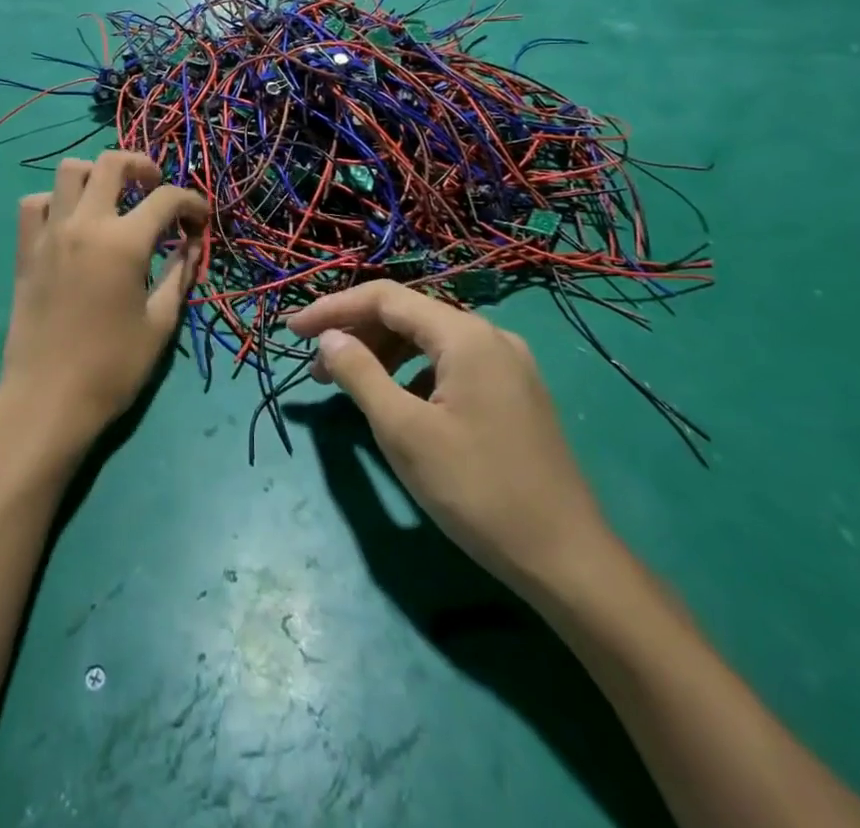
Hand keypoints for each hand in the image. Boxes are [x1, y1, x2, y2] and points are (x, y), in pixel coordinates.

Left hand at [0, 152, 203, 463]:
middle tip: (156, 187)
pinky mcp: (26, 251)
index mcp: (124, 243)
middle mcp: (85, 225)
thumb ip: (180, 275)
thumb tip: (193, 244)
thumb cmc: (112, 368)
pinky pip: (35, 204)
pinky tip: (71, 223)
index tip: (200, 220)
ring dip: (97, 175)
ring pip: (69, 172)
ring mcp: (50, 234)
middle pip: (112, 163)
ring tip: (113, 199)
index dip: (192, 203)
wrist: (47, 400)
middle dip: (143, 165)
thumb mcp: (160, 323)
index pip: (166, 199)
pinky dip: (56, 201)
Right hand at [287, 281, 614, 600]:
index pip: (385, 298)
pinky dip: (413, 373)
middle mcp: (490, 336)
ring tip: (347, 384)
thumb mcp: (402, 431)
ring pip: (429, 342)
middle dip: (356, 334)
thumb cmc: (476, 490)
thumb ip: (359, 374)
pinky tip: (398, 402)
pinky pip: (451, 365)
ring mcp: (508, 365)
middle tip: (315, 368)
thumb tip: (328, 338)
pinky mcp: (514, 393)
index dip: (333, 309)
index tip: (292, 331)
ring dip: (383, 354)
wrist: (567, 560)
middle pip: (408, 316)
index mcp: (465, 335)